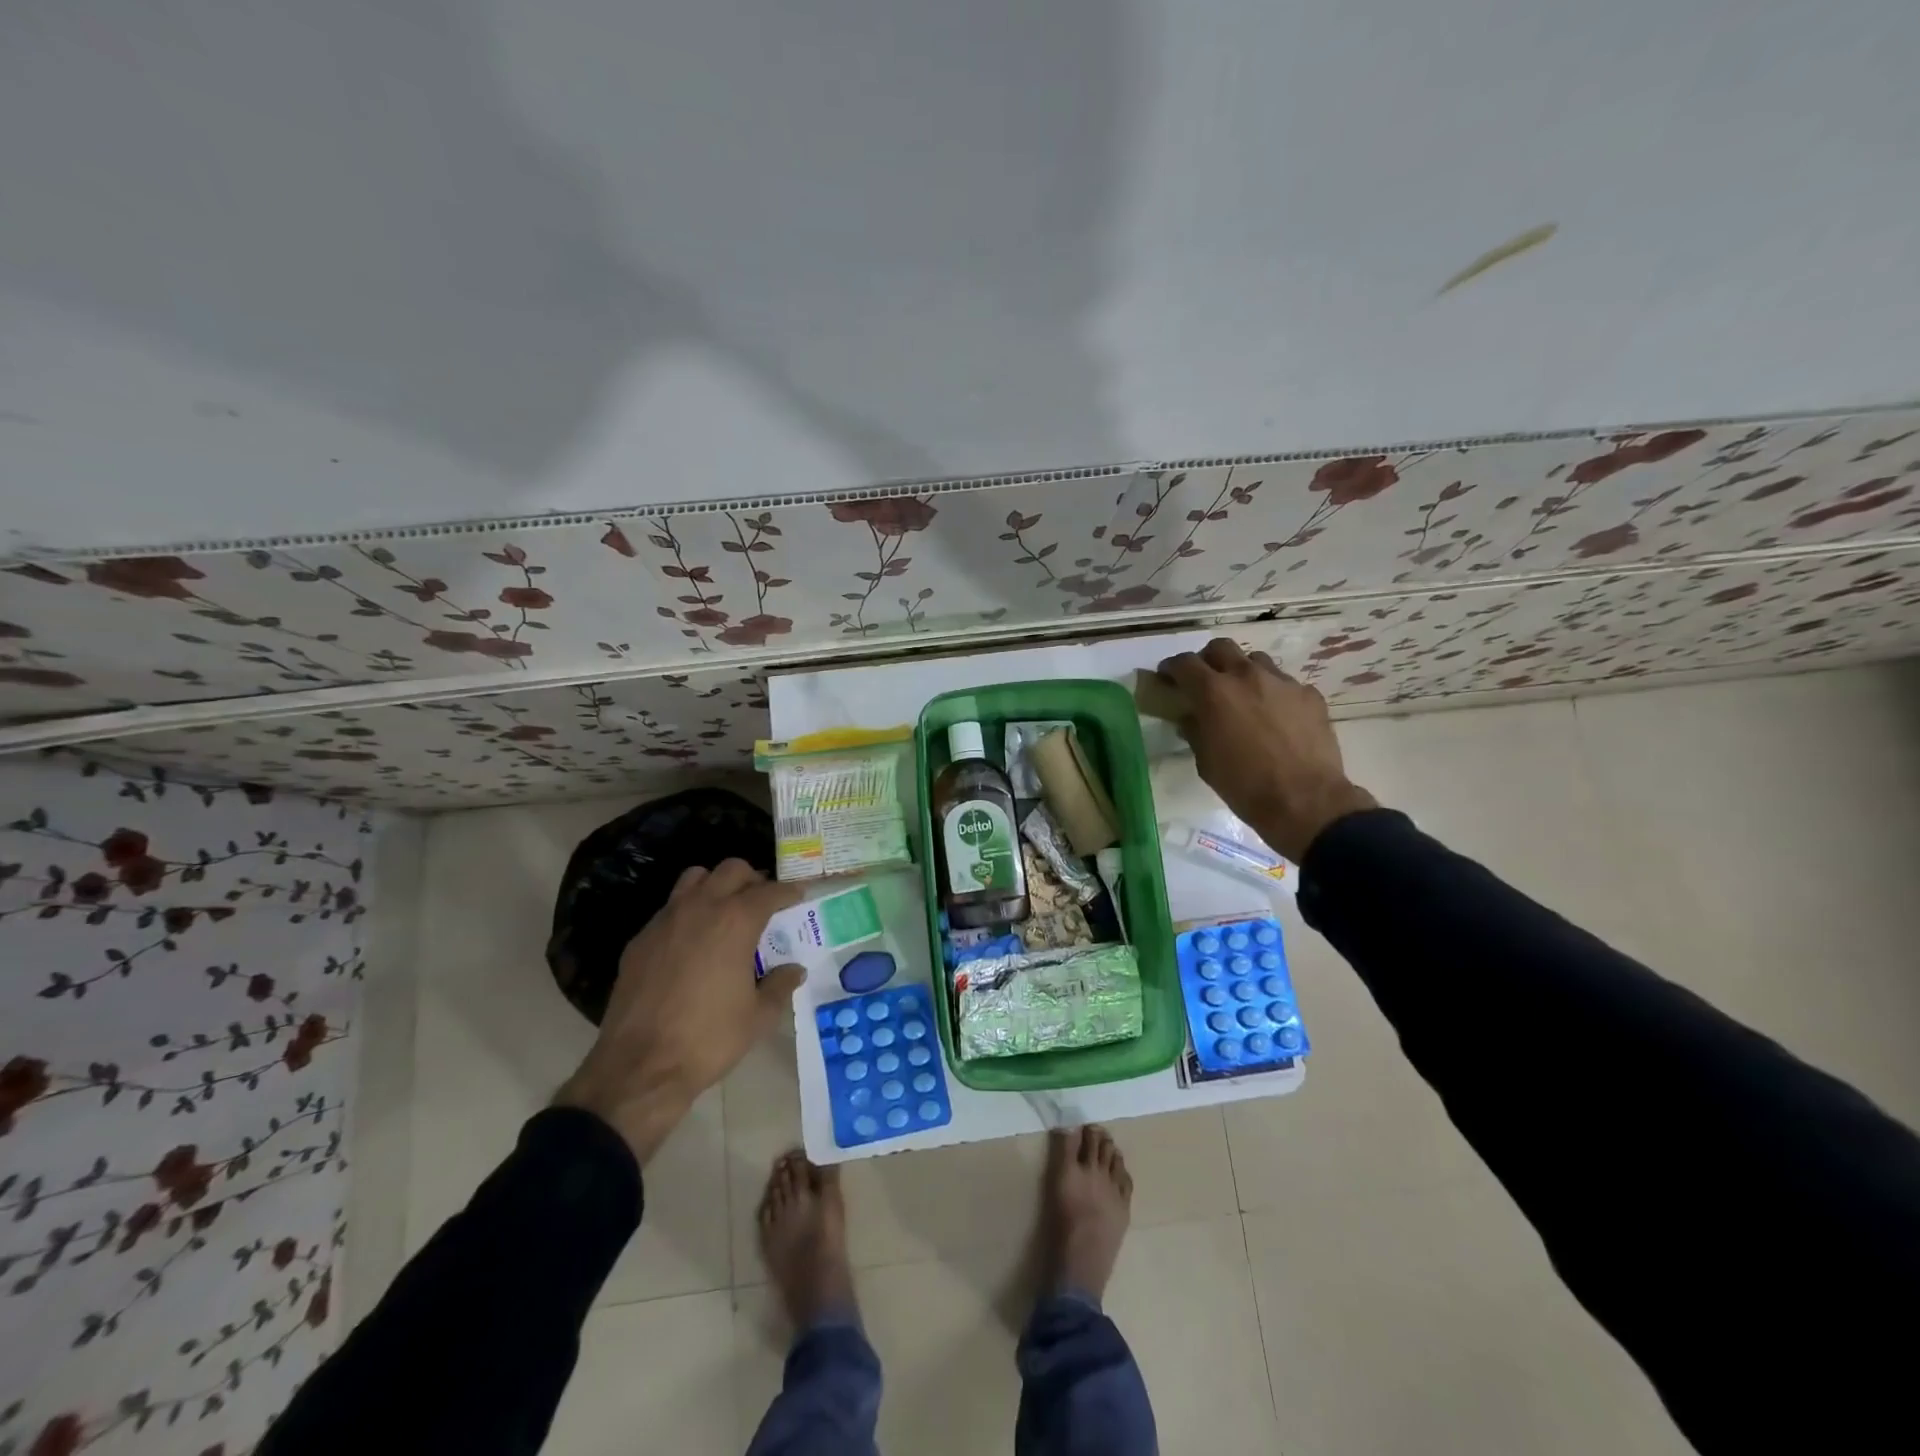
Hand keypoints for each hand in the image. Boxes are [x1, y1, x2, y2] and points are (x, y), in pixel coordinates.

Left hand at [555, 859, 805, 1163]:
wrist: (639, 1068)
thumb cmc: (709, 1039)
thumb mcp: (758, 1017)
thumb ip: (780, 986)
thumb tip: (794, 970)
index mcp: (736, 921)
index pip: (769, 891)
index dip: (789, 891)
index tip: (799, 895)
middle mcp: (701, 908)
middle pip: (731, 869)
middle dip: (752, 879)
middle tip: (763, 902)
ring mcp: (665, 920)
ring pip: (694, 878)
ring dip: (715, 885)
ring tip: (725, 911)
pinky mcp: (640, 940)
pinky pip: (669, 909)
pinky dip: (687, 913)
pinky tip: (692, 943)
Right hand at [1157, 638, 1376, 862]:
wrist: (1305, 800)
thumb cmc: (1244, 786)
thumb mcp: (1206, 762)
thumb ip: (1195, 731)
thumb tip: (1191, 718)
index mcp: (1214, 692)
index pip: (1184, 663)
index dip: (1171, 668)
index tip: (1167, 677)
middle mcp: (1246, 676)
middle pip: (1220, 648)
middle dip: (1207, 660)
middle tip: (1205, 681)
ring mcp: (1282, 682)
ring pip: (1255, 660)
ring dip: (1242, 672)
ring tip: (1243, 696)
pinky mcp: (1309, 694)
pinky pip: (1284, 683)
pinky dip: (1272, 693)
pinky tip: (1276, 717)